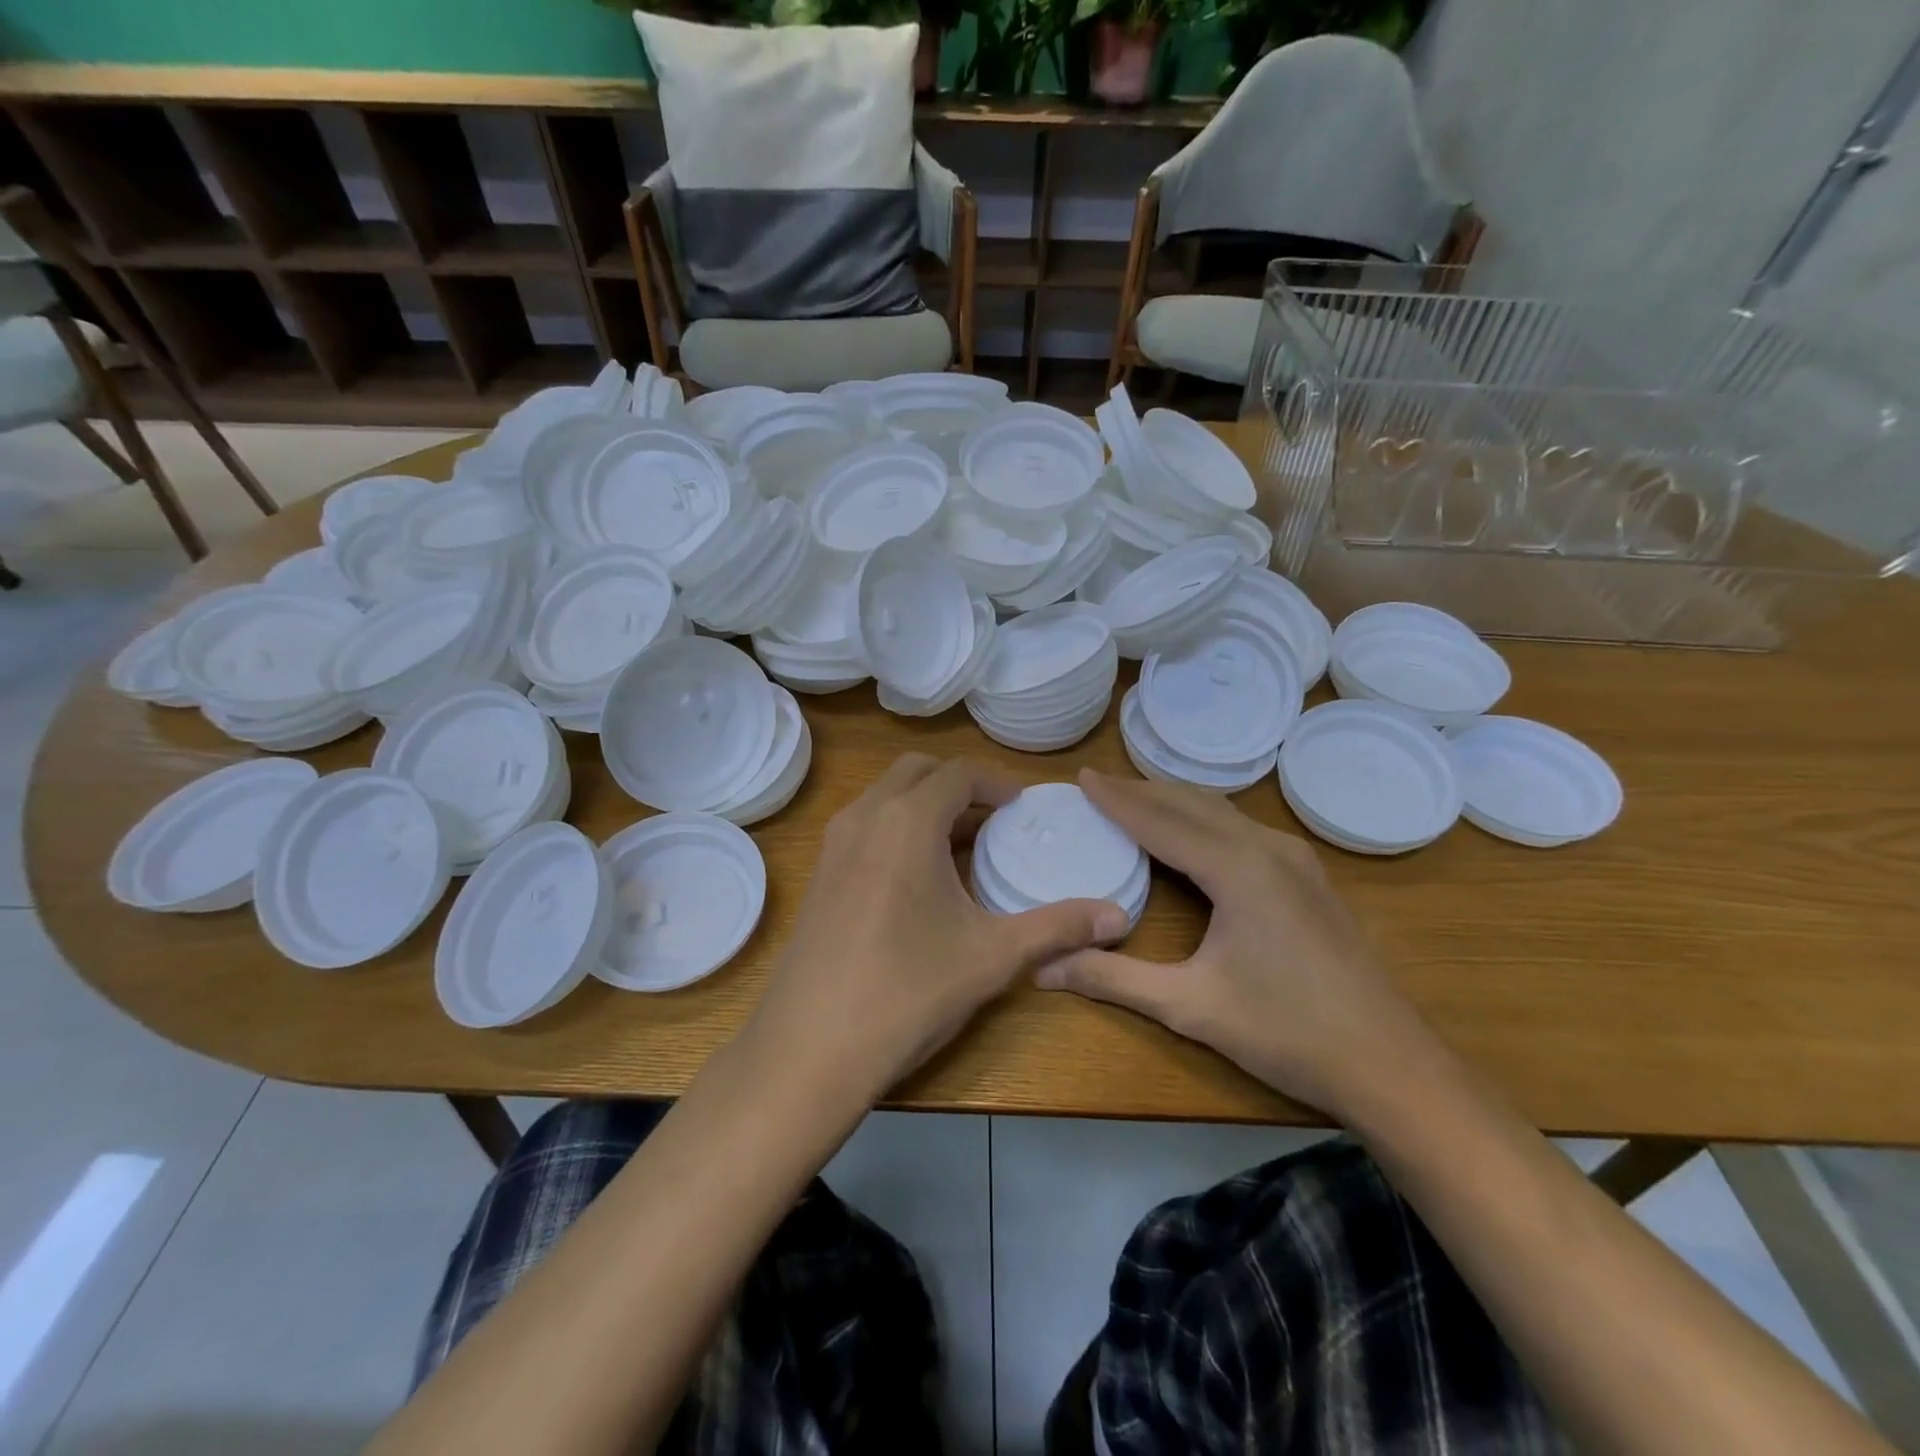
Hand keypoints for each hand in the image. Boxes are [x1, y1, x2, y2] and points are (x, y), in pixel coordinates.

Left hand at [750, 754, 1130, 1097]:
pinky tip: (919, 878)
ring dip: (924, 803)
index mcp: (907, 821)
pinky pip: (865, 825)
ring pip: (885, 796)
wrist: (809, 1048)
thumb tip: (1120, 918)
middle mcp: (865, 817)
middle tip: (993, 818)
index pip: (957, 773)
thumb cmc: (908, 992)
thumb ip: (1057, 928)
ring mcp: (834, 844)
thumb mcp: (991, 957)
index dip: (994, 782)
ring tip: (961, 844)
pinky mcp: (819, 873)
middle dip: (958, 783)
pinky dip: (896, 826)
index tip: (1021, 805)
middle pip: (916, 771)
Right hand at [1037, 769, 1430, 1116]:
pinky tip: (1192, 835)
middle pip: (1193, 804)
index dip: (1118, 800)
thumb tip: (1044, 969)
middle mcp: (1269, 849)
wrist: (1392, 1066)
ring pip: (1223, 812)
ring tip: (1135, 800)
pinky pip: (1244, 829)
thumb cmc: (1287, 1033)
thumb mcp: (1190, 1007)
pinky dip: (1205, 820)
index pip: (1161, 821)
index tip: (1081, 778)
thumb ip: (1114, 980)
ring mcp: (1297, 861)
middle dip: (1142, 791)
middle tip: (1098, 785)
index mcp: (1238, 869)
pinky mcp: (1310, 878)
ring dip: (1175, 802)